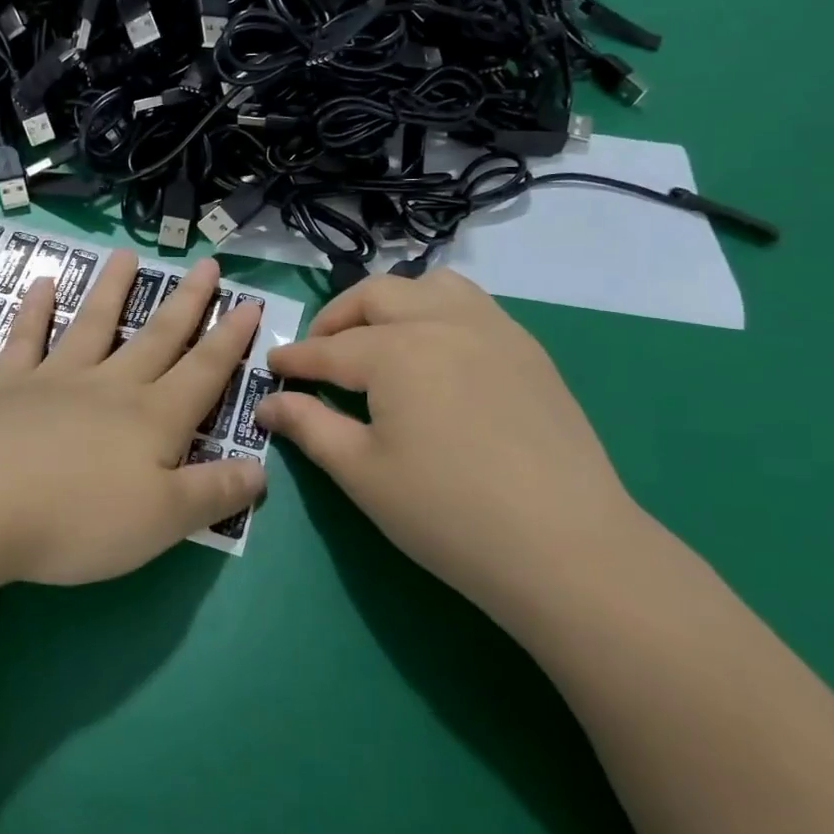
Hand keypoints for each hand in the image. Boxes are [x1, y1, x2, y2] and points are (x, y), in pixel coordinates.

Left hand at [0, 252, 263, 587]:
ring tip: (127, 255)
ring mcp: (56, 382)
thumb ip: (215, 494)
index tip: (251, 302)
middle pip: (158, 336)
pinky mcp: (6, 389)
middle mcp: (110, 387)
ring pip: (93, 324)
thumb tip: (262, 470)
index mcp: (153, 418)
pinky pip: (26, 340)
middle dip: (187, 302)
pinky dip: (34, 311)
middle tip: (206, 264)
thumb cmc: (77, 518)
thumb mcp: (163, 520)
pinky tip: (40, 284)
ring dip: (113, 289)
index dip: (231, 340)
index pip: (204, 371)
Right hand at [256, 269, 648, 605]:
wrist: (566, 547)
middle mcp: (442, 322)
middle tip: (318, 353)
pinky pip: (472, 305)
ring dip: (391, 302)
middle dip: (335, 318)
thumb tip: (267, 403)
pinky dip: (437, 312)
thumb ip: (308, 426)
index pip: (329, 349)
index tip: (271, 368)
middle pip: (375, 296)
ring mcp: (493, 330)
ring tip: (378, 339)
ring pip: (429, 286)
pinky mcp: (528, 350)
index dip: (294, 359)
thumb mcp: (361, 472)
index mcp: (396, 351)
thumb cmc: (446, 513)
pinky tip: (435, 354)